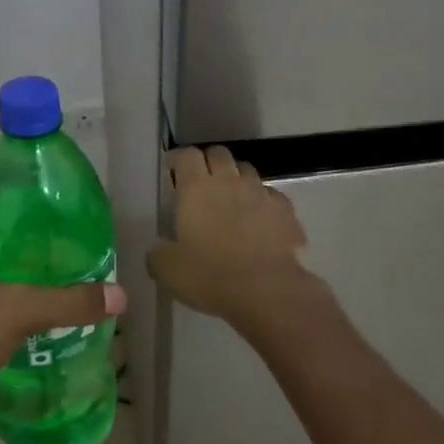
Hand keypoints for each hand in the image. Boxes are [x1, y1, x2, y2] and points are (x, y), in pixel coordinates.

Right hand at [148, 147, 319, 337]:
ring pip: (247, 170)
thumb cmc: (211, 276)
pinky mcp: (285, 209)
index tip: (173, 170)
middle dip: (208, 162)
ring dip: (236, 178)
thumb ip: (158, 253)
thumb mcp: (168, 270)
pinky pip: (271, 195)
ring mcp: (261, 192)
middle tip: (202, 182)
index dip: (179, 159)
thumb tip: (159, 248)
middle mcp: (229, 181)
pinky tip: (259, 220)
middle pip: (219, 153)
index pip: (187, 155)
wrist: (267, 291)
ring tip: (232, 198)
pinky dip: (262, 201)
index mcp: (197, 189)